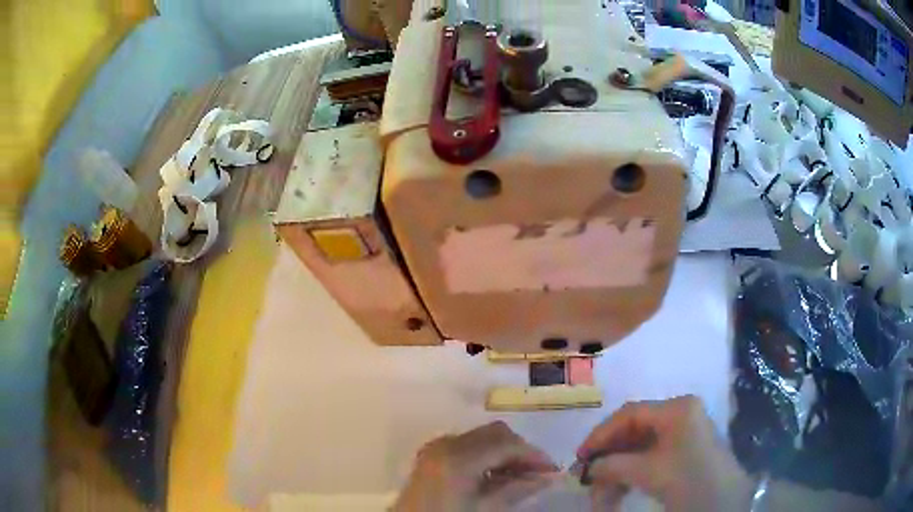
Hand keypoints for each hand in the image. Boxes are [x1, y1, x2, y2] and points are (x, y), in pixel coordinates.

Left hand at [394, 421, 559, 511]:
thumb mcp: (486, 508)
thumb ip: (519, 489)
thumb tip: (551, 478)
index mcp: (459, 456)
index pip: (507, 443)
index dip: (534, 455)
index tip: (553, 470)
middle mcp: (447, 443)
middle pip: (495, 433)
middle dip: (520, 450)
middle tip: (539, 472)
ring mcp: (437, 446)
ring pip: (482, 437)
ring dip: (505, 452)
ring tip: (521, 477)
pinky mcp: (432, 454)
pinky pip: (467, 445)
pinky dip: (487, 455)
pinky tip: (496, 475)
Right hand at [577, 396, 753, 511]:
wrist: (724, 501)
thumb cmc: (687, 478)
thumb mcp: (647, 471)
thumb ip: (613, 465)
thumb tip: (588, 467)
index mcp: (677, 408)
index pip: (630, 413)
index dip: (601, 434)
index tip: (580, 457)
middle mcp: (682, 413)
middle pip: (635, 429)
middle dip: (609, 455)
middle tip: (588, 475)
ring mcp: (686, 432)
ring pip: (642, 445)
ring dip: (619, 467)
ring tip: (603, 491)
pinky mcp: (687, 450)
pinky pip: (653, 455)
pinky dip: (634, 471)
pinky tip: (621, 488)